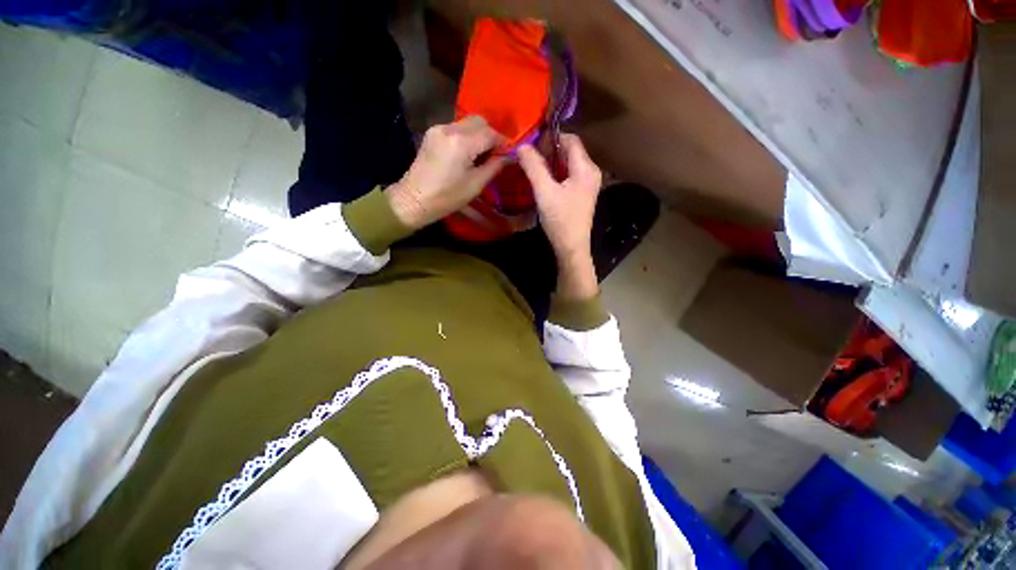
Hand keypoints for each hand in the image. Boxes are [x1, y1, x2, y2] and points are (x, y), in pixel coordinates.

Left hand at [385, 116, 505, 229]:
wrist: (414, 199)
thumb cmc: (447, 197)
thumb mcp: (476, 185)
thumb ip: (494, 166)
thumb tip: (508, 157)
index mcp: (462, 142)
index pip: (490, 133)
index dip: (503, 142)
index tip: (510, 153)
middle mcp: (450, 128)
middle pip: (479, 121)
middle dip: (491, 135)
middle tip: (496, 154)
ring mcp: (438, 128)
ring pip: (467, 123)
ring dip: (479, 135)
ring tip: (482, 155)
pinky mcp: (432, 133)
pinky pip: (456, 128)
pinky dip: (466, 137)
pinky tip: (467, 153)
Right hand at [518, 134, 602, 299]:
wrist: (571, 247)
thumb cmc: (560, 220)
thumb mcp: (544, 192)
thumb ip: (534, 167)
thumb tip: (522, 146)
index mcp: (586, 168)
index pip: (571, 139)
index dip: (551, 138)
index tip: (532, 145)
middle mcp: (591, 172)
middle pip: (570, 151)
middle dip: (549, 151)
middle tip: (530, 158)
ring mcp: (588, 184)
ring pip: (568, 164)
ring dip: (551, 163)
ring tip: (534, 169)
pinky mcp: (582, 194)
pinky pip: (569, 176)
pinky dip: (556, 174)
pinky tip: (544, 182)